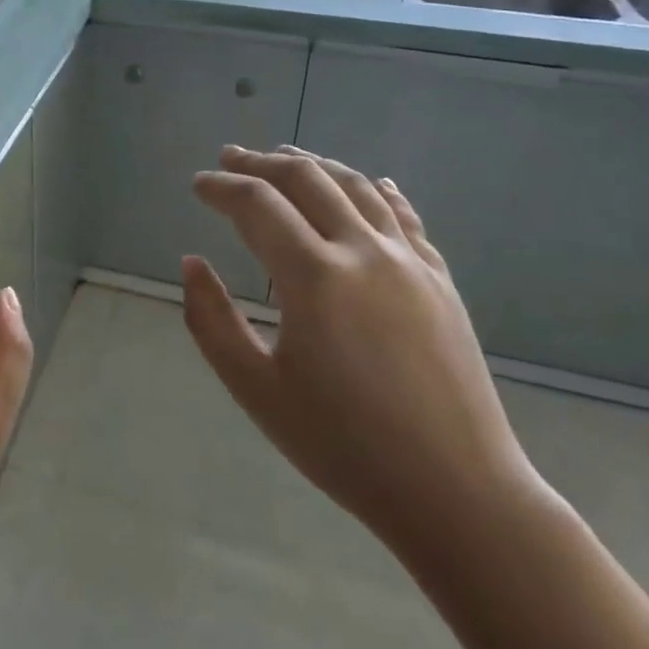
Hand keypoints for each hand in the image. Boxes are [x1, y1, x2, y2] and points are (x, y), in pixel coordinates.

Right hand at [184, 145, 545, 556]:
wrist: (457, 492)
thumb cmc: (344, 446)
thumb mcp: (256, 390)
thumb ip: (211, 321)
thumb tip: (191, 263)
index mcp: (314, 277)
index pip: (257, 205)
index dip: (221, 187)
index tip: (198, 184)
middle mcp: (363, 251)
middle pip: (306, 180)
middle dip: (261, 163)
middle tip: (230, 158)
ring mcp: (409, 262)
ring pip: (356, 187)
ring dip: (315, 164)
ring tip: (286, 157)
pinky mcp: (440, 280)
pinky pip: (404, 216)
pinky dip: (375, 191)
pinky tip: (368, 184)